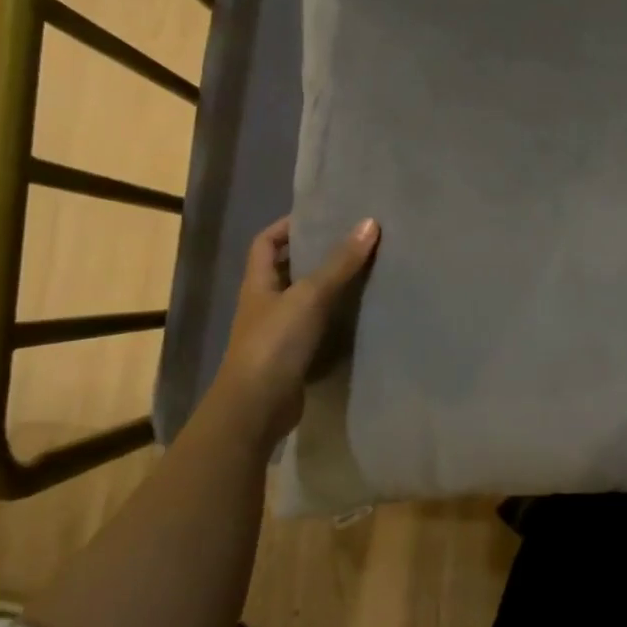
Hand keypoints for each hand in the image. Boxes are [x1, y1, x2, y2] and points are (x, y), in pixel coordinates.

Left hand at [216, 215, 378, 446]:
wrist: (256, 408)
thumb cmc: (275, 342)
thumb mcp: (310, 296)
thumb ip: (340, 262)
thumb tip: (370, 223)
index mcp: (258, 283)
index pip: (265, 242)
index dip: (287, 226)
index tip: (320, 217)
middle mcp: (264, 304)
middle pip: (287, 269)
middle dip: (316, 255)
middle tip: (352, 241)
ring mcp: (277, 332)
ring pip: (303, 299)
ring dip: (328, 287)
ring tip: (364, 271)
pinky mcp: (292, 357)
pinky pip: (315, 327)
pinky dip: (334, 319)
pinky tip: (358, 313)